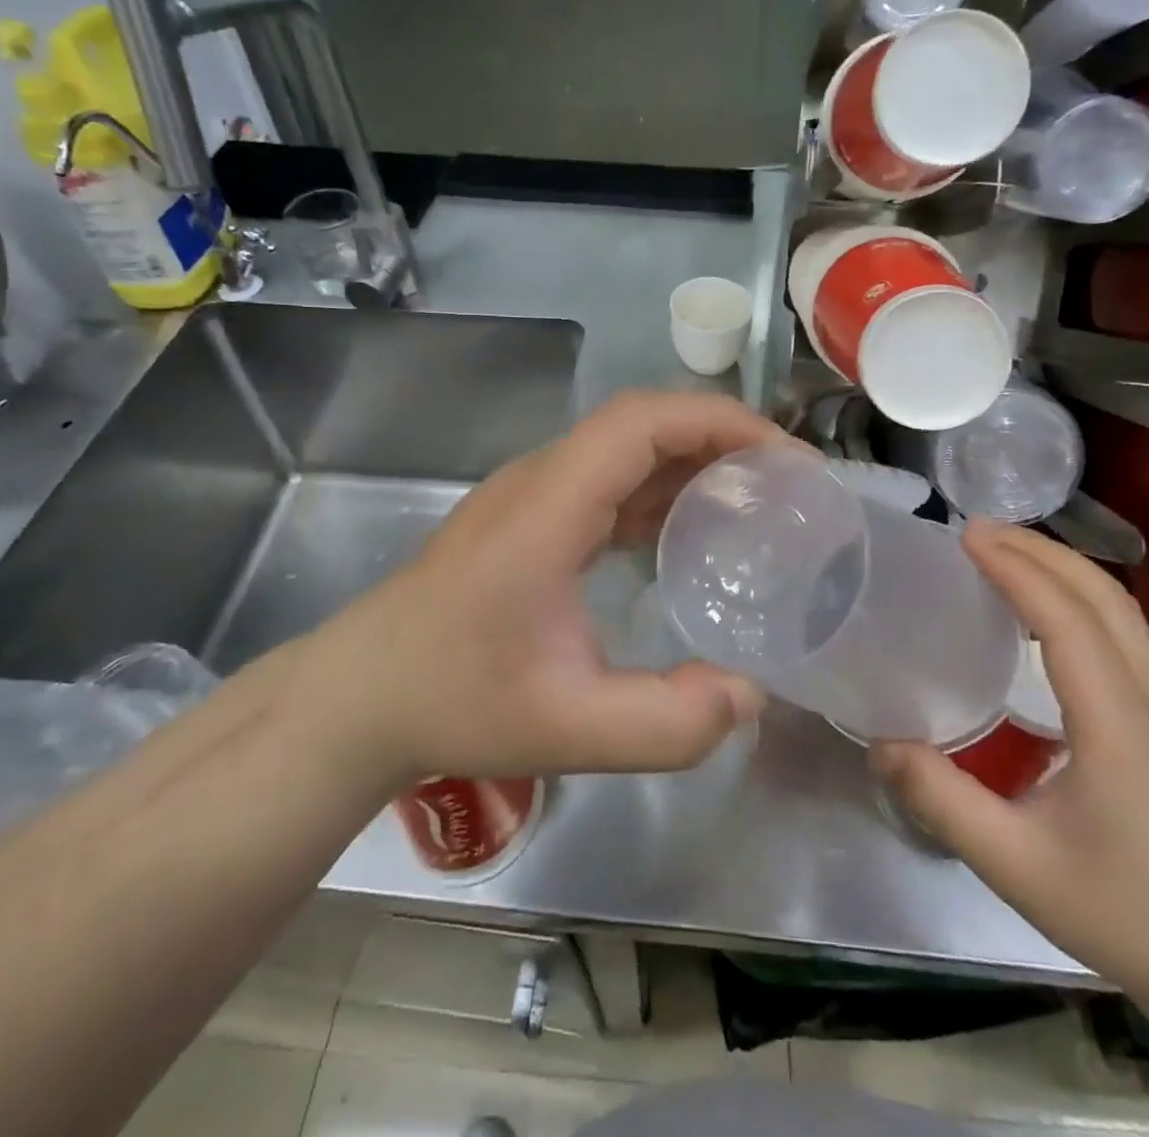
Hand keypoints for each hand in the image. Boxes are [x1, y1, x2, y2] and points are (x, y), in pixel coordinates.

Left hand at [303, 391, 777, 784]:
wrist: (363, 694)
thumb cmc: (455, 699)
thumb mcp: (568, 728)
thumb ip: (667, 724)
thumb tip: (749, 694)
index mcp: (549, 506)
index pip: (641, 422)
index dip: (718, 421)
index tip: (783, 456)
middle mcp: (541, 481)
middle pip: (640, 425)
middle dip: (720, 438)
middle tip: (785, 483)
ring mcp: (531, 495)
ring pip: (625, 450)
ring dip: (691, 462)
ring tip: (754, 503)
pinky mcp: (530, 517)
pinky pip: (607, 482)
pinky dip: (659, 491)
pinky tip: (688, 534)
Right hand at [872, 523, 1148, 998]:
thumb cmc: (1123, 910)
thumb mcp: (1015, 865)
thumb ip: (943, 801)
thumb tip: (880, 743)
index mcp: (1116, 724)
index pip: (1067, 621)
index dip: (1017, 571)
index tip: (966, 537)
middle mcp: (1148, 697)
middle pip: (1103, 595)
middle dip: (1038, 550)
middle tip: (974, 530)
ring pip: (1117, 605)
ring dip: (1060, 565)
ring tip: (1000, 551)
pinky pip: (1119, 627)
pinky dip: (1074, 593)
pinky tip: (1036, 606)